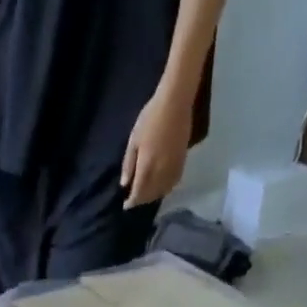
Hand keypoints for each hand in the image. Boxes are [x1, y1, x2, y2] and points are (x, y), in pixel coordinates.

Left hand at [121, 90, 193, 209]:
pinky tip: (161, 186)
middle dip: (141, 200)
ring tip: (146, 193)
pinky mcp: (182, 162)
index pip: (138, 194)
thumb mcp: (133, 140)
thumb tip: (124, 185)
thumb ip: (128, 164)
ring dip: (153, 196)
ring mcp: (172, 168)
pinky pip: (173, 183)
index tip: (125, 204)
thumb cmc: (150, 117)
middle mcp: (160, 173)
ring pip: (162, 192)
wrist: (176, 102)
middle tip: (134, 198)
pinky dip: (165, 188)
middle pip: (149, 196)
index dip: (131, 202)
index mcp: (146, 168)